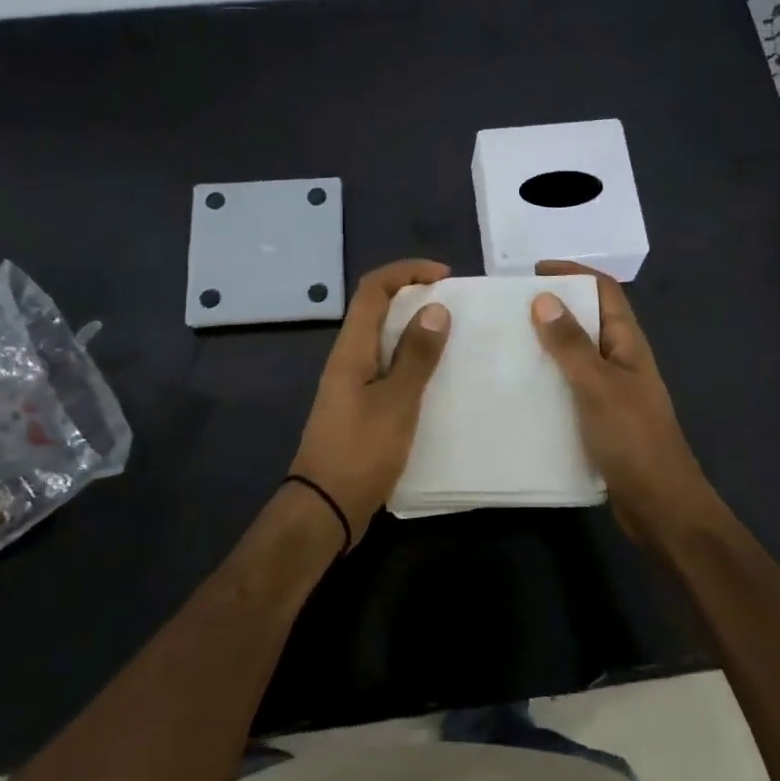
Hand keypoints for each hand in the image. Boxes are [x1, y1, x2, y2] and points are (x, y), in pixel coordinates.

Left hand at [290, 259, 452, 546]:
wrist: (324, 509)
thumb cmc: (360, 453)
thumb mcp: (396, 403)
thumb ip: (416, 356)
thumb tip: (436, 308)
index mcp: (352, 349)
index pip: (373, 289)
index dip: (406, 271)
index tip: (445, 276)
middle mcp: (348, 358)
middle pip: (377, 309)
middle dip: (414, 296)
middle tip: (455, 305)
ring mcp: (352, 383)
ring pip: (384, 338)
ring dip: (415, 329)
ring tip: (453, 336)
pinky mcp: (360, 406)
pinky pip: (388, 367)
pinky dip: (412, 359)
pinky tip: (436, 378)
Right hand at [530, 261, 718, 545]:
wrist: (660, 505)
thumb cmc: (632, 439)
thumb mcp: (597, 386)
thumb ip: (571, 344)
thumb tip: (543, 297)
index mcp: (628, 343)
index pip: (604, 291)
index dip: (574, 273)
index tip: (534, 271)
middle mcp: (621, 360)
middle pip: (588, 319)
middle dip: (554, 306)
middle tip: (509, 308)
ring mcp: (611, 390)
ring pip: (576, 354)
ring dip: (547, 344)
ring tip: (506, 343)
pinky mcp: (599, 418)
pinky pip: (569, 386)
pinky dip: (547, 378)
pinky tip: (519, 388)